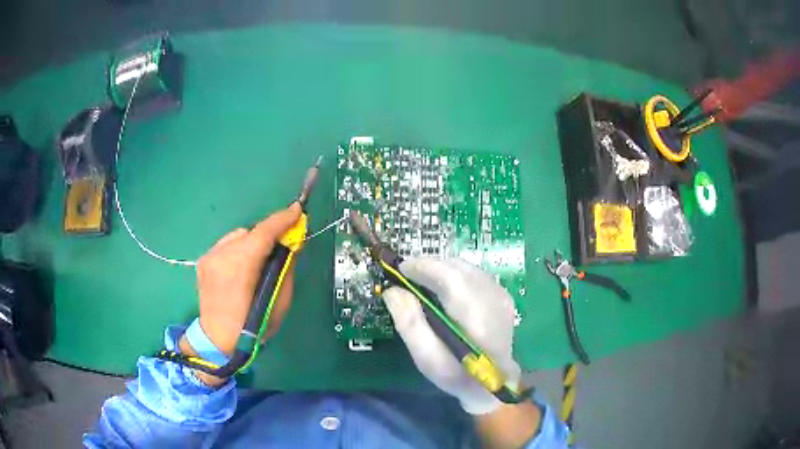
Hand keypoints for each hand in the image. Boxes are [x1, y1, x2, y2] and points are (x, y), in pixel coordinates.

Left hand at [189, 203, 301, 355]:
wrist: (217, 342)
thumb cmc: (252, 328)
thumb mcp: (279, 303)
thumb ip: (286, 269)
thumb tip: (291, 246)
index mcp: (240, 266)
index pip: (264, 232)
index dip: (283, 219)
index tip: (298, 210)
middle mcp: (221, 255)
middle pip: (250, 232)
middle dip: (268, 235)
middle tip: (283, 245)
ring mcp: (209, 257)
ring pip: (237, 237)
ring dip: (252, 243)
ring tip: (260, 261)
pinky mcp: (203, 261)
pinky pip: (226, 246)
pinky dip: (239, 250)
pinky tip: (243, 268)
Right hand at [382, 258, 521, 414]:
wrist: (493, 384)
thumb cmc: (456, 375)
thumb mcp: (427, 358)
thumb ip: (410, 323)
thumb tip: (392, 291)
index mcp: (475, 317)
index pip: (450, 277)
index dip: (424, 267)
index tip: (400, 269)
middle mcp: (492, 298)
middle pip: (458, 267)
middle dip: (430, 265)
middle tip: (407, 275)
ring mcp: (501, 295)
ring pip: (467, 268)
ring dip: (442, 268)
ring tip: (423, 281)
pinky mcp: (503, 296)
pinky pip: (475, 274)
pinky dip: (456, 274)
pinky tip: (445, 289)